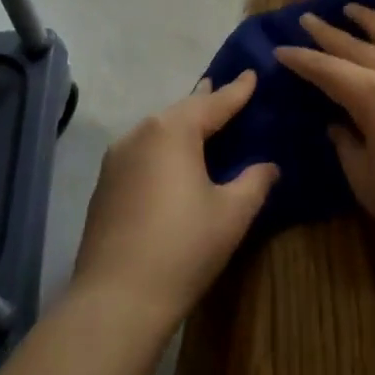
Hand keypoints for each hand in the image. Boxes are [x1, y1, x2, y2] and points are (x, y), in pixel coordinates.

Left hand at [70, 71, 276, 329]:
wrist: (116, 300)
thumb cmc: (183, 248)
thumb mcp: (232, 213)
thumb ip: (255, 181)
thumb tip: (269, 166)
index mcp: (172, 130)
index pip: (214, 102)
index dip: (237, 90)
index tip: (253, 73)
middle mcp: (140, 133)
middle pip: (181, 111)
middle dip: (206, 102)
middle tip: (228, 92)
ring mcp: (117, 158)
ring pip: (158, 130)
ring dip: (183, 125)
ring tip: (204, 122)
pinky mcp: (105, 184)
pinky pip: (143, 151)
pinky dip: (164, 148)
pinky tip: (175, 160)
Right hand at [275, 5, 374, 272]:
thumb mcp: (367, 181)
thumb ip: (348, 147)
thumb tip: (339, 126)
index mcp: (372, 94)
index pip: (327, 69)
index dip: (301, 59)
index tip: (281, 49)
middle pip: (357, 46)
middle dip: (328, 32)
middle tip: (306, 18)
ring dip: (369, 22)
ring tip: (351, 9)